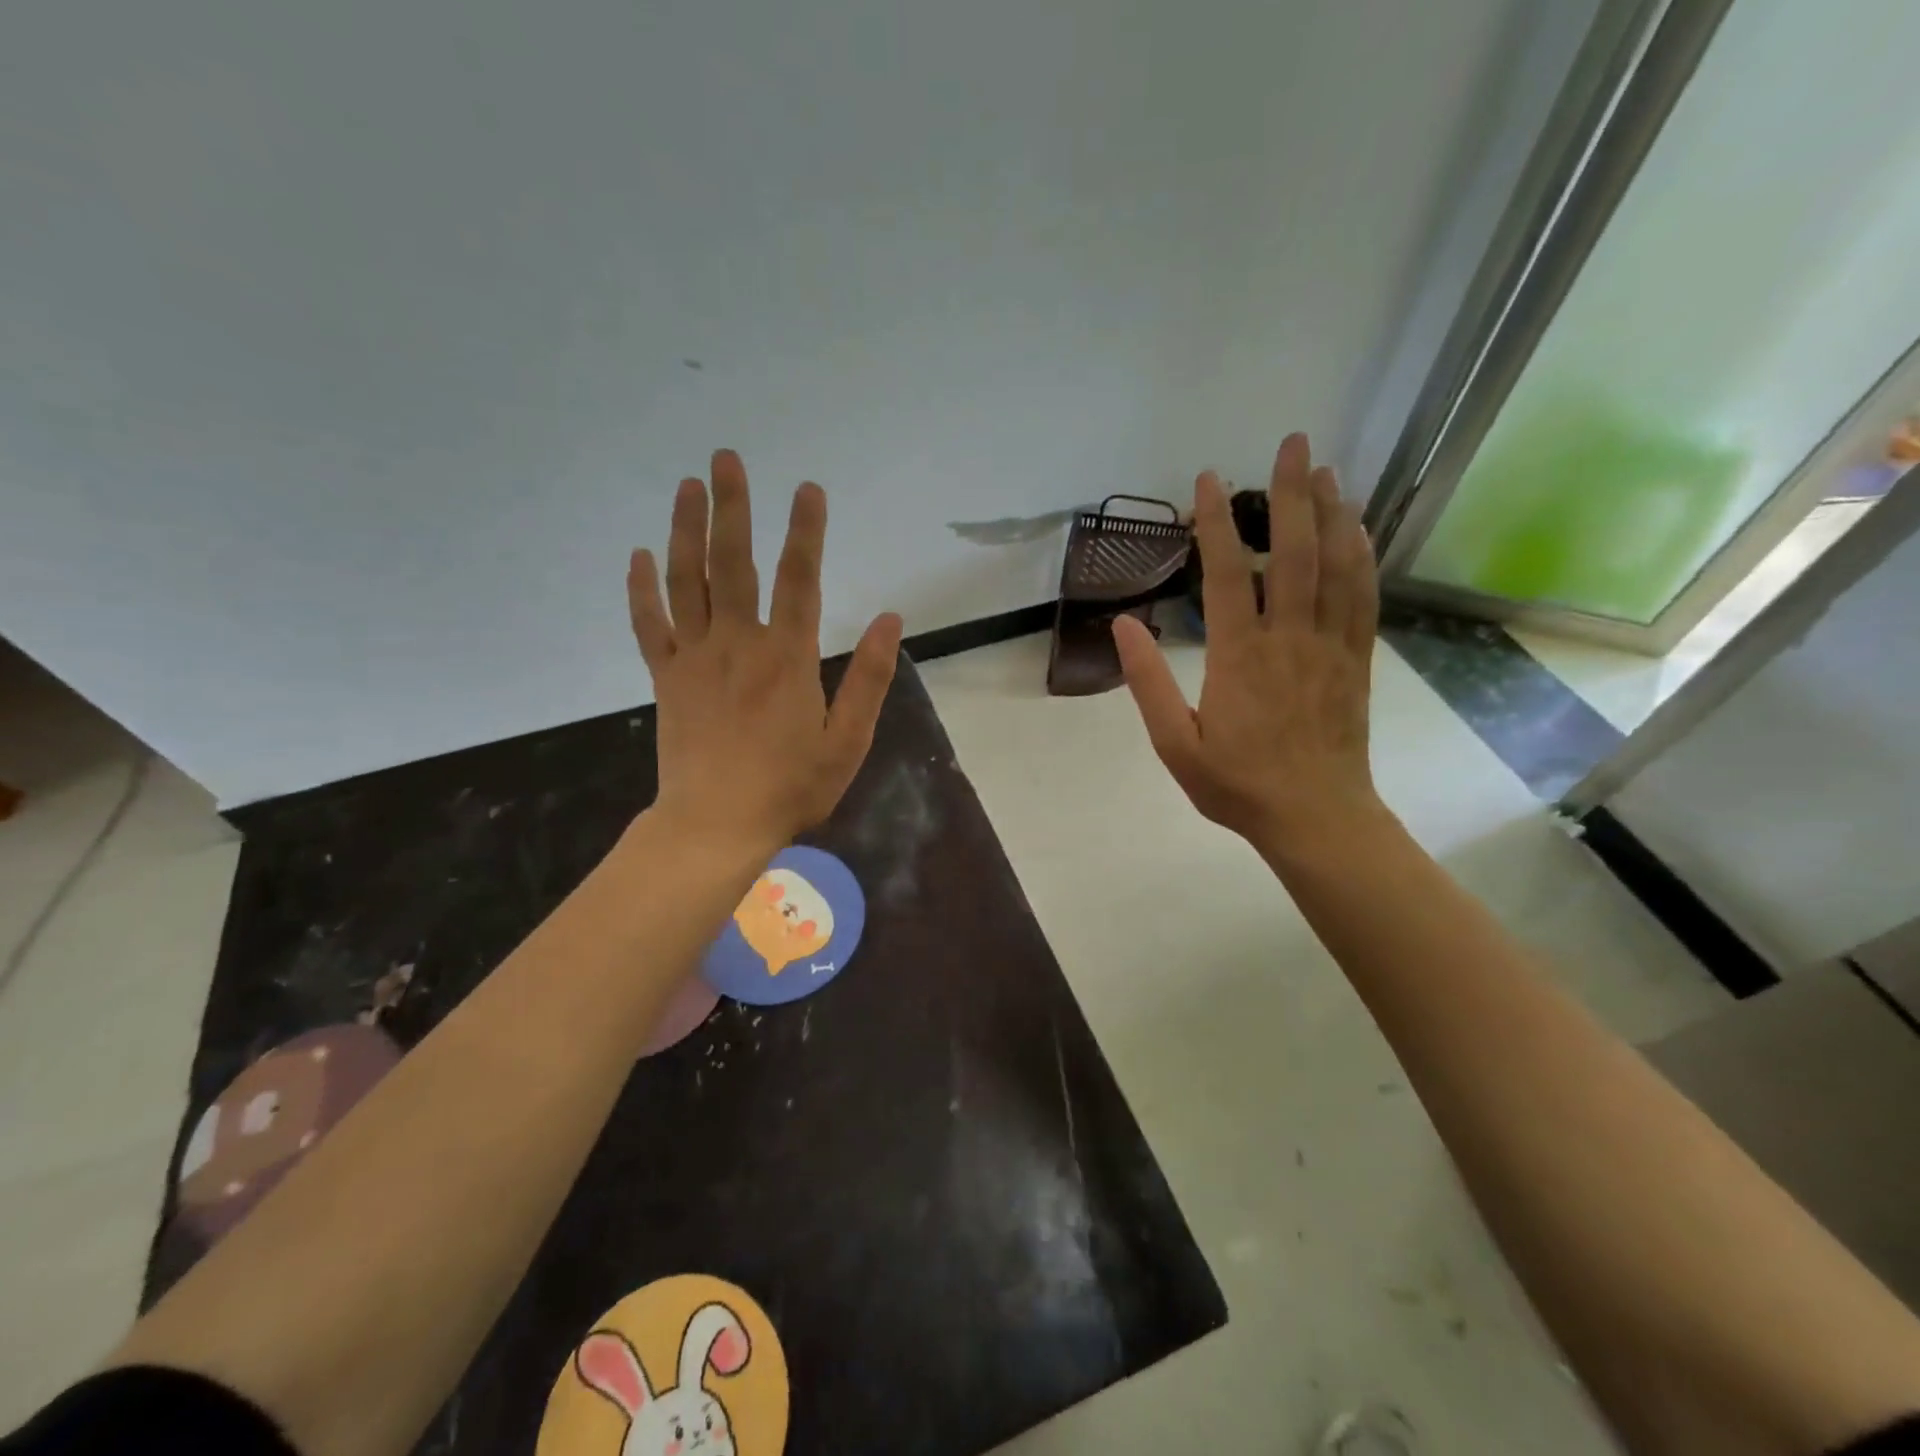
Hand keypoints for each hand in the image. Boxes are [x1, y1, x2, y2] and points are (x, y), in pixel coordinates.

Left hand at [627, 449, 903, 850]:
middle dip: (732, 508)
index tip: (808, 488)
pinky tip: (639, 555)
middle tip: (726, 458)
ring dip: (686, 530)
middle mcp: (738, 644)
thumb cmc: (791, 787)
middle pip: (733, 563)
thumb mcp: (848, 741)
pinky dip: (642, 588)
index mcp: (787, 658)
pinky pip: (650, 624)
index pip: (800, 580)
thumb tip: (891, 619)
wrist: (716, 825)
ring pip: (687, 581)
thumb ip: (870, 678)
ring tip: (687, 485)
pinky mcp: (666, 678)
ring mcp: (695, 658)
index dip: (805, 531)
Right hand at [1113, 433, 1383, 857]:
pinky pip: (1362, 596)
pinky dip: (1361, 555)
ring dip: (1332, 512)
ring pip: (1336, 566)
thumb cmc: (1236, 784)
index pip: (1229, 573)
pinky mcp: (1356, 660)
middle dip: (1291, 493)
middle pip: (1294, 552)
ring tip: (1325, 470)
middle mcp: (1289, 638)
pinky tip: (1357, 528)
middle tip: (1291, 443)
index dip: (1218, 522)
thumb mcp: (1174, 743)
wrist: (1315, 817)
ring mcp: (1329, 646)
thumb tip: (1123, 624)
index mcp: (1239, 656)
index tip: (1209, 479)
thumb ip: (1148, 681)